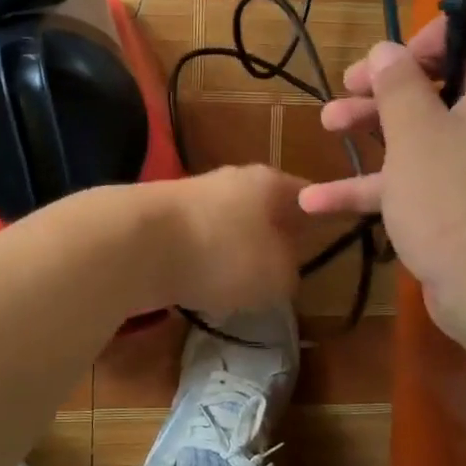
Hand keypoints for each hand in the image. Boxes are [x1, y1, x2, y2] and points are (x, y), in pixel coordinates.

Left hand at [147, 165, 308, 317]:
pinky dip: (202, 262)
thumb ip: (291, 271)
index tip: (329, 241)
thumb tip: (284, 269)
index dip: (321, 219)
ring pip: (228, 226)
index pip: (308, 196)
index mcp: (270, 182)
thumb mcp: (277, 276)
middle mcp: (232, 179)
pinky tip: (200, 286)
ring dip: (235, 252)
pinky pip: (196, 242)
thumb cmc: (222, 254)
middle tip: (283, 270)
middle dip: (274, 238)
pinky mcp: (161, 218)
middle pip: (264, 209)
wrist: (135, 244)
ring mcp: (193, 195)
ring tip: (240, 286)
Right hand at [298, 4, 465, 348]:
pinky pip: (422, 176)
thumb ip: (397, 84)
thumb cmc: (457, 198)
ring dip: (376, 123)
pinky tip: (318, 200)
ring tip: (327, 124)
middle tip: (350, 84)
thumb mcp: (416, 133)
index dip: (451, 23)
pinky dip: (378, 182)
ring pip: (430, 126)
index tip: (405, 51)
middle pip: (452, 74)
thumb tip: (386, 52)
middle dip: (393, 79)